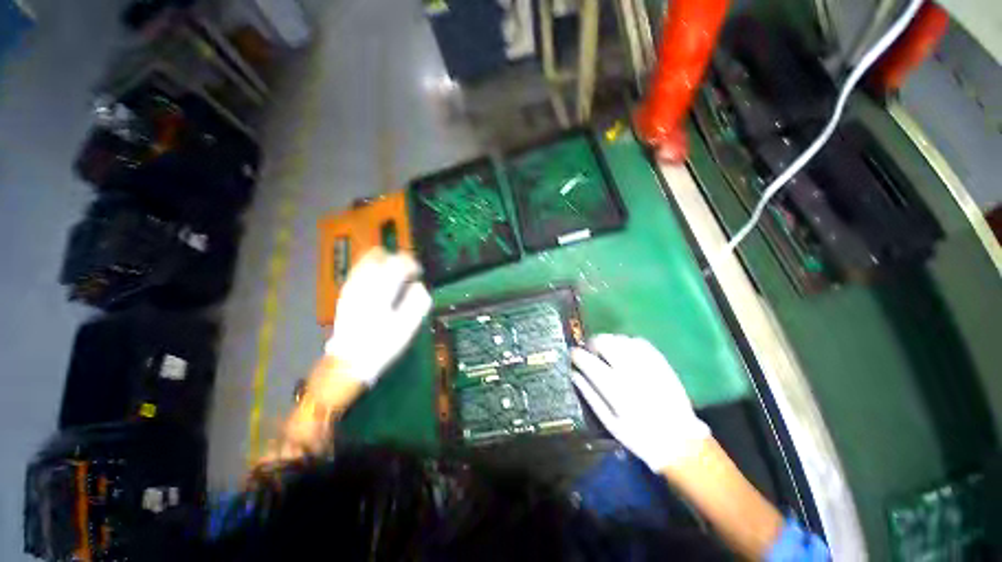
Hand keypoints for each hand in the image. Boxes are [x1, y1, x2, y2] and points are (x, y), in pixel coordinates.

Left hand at [324, 248, 432, 385]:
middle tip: (406, 273)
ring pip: (366, 260)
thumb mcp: (407, 327)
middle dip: (396, 259)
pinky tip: (378, 282)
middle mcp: (364, 284)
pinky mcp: (345, 292)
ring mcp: (351, 287)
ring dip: (383, 262)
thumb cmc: (382, 344)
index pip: (398, 262)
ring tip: (393, 276)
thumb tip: (420, 285)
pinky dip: (371, 269)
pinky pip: (358, 270)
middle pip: (380, 255)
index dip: (411, 263)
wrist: (349, 361)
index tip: (417, 273)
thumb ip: (417, 302)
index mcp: (381, 291)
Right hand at [571, 334, 709, 470]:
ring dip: (609, 341)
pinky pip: (639, 342)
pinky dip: (626, 341)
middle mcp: (631, 372)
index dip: (577, 354)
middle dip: (592, 343)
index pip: (589, 362)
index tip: (573, 354)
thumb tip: (574, 374)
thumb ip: (590, 395)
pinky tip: (624, 350)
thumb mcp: (610, 423)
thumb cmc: (640, 437)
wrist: (681, 442)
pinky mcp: (661, 363)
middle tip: (590, 351)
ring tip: (606, 351)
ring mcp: (648, 365)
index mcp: (616, 390)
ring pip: (621, 339)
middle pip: (605, 343)